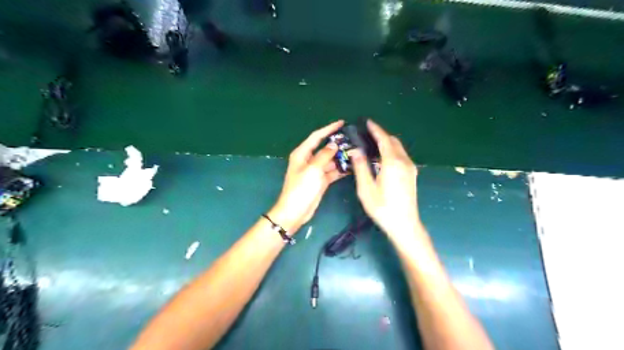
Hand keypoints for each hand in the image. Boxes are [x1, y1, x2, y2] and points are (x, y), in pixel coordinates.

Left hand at [269, 122, 346, 233]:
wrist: (295, 211)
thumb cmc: (301, 189)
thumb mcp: (312, 169)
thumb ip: (324, 155)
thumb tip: (334, 145)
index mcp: (302, 154)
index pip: (316, 136)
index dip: (329, 128)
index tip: (342, 122)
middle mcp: (308, 160)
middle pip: (325, 148)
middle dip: (338, 144)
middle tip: (354, 139)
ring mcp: (315, 171)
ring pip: (330, 160)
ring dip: (341, 157)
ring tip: (356, 152)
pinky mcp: (321, 181)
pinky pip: (332, 171)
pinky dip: (341, 169)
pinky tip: (352, 167)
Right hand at [350, 119, 423, 241]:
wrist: (404, 225)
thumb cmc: (382, 208)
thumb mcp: (366, 189)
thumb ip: (361, 168)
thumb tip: (356, 151)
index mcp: (392, 163)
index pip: (384, 140)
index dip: (376, 129)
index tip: (368, 122)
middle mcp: (404, 162)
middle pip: (393, 141)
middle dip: (381, 135)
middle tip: (367, 134)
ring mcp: (410, 168)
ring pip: (399, 148)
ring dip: (387, 143)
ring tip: (372, 145)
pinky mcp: (412, 174)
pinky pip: (401, 156)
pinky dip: (392, 151)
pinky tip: (382, 158)